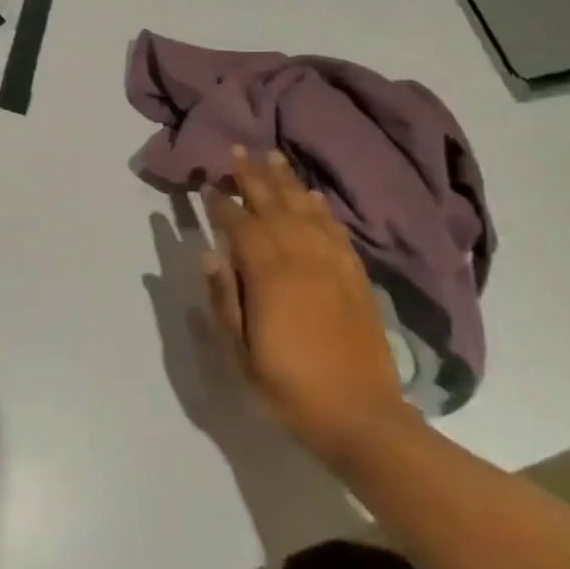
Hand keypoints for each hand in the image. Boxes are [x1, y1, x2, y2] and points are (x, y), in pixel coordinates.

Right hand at [202, 148, 415, 467]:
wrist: (361, 417)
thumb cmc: (290, 389)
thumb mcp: (242, 354)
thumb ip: (225, 300)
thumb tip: (209, 254)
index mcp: (270, 277)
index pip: (241, 227)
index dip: (221, 204)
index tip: (207, 184)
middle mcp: (302, 260)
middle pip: (274, 207)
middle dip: (252, 177)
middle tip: (238, 151)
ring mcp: (333, 266)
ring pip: (306, 211)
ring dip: (287, 183)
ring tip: (273, 157)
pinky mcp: (356, 277)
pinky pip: (336, 232)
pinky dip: (322, 210)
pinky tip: (313, 197)